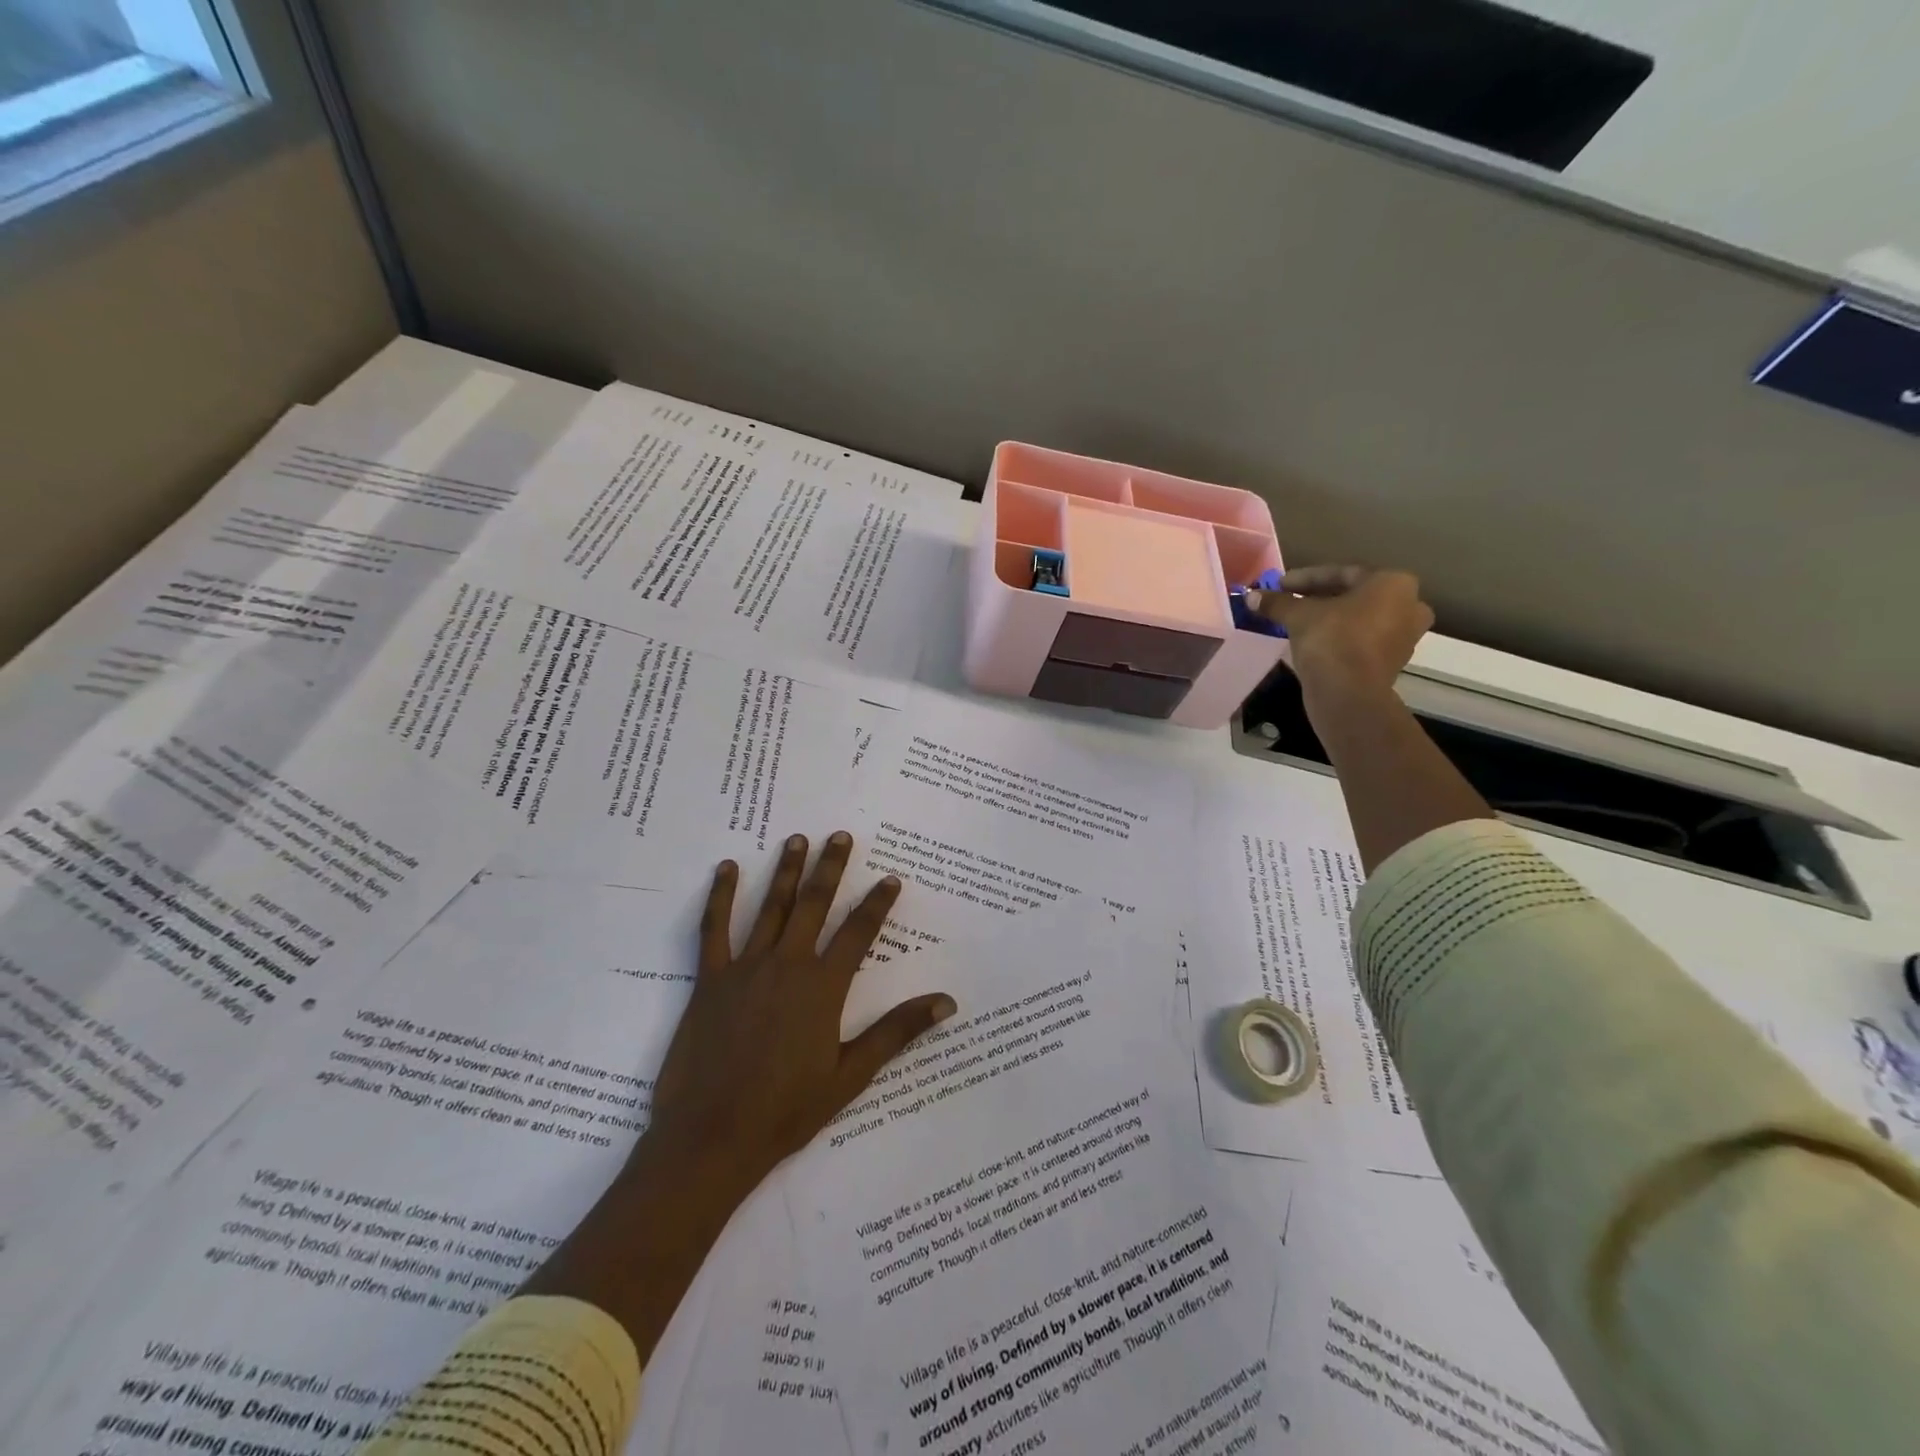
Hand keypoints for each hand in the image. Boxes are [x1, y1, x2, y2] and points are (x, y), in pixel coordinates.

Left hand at [523, 831, 953, 1358]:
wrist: (712, 1138)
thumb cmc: (786, 1111)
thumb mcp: (850, 1074)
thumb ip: (896, 1031)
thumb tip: (946, 1002)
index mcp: (823, 988)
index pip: (859, 933)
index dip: (877, 904)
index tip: (891, 878)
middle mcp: (788, 965)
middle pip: (814, 905)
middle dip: (830, 868)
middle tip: (841, 836)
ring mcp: (746, 968)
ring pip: (770, 908)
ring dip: (785, 871)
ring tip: (797, 839)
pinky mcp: (710, 980)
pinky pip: (714, 929)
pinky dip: (720, 896)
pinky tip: (725, 869)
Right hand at [1250, 566, 1433, 705]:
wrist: (1349, 694)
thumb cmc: (1331, 640)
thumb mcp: (1298, 615)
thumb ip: (1277, 602)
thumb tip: (1250, 596)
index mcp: (1393, 583)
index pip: (1342, 573)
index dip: (1305, 578)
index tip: (1280, 585)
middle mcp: (1409, 605)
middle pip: (1354, 595)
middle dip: (1320, 598)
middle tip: (1290, 602)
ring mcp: (1404, 636)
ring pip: (1359, 619)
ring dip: (1330, 618)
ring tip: (1298, 623)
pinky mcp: (1392, 662)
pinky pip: (1362, 640)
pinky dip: (1340, 637)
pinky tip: (1313, 642)